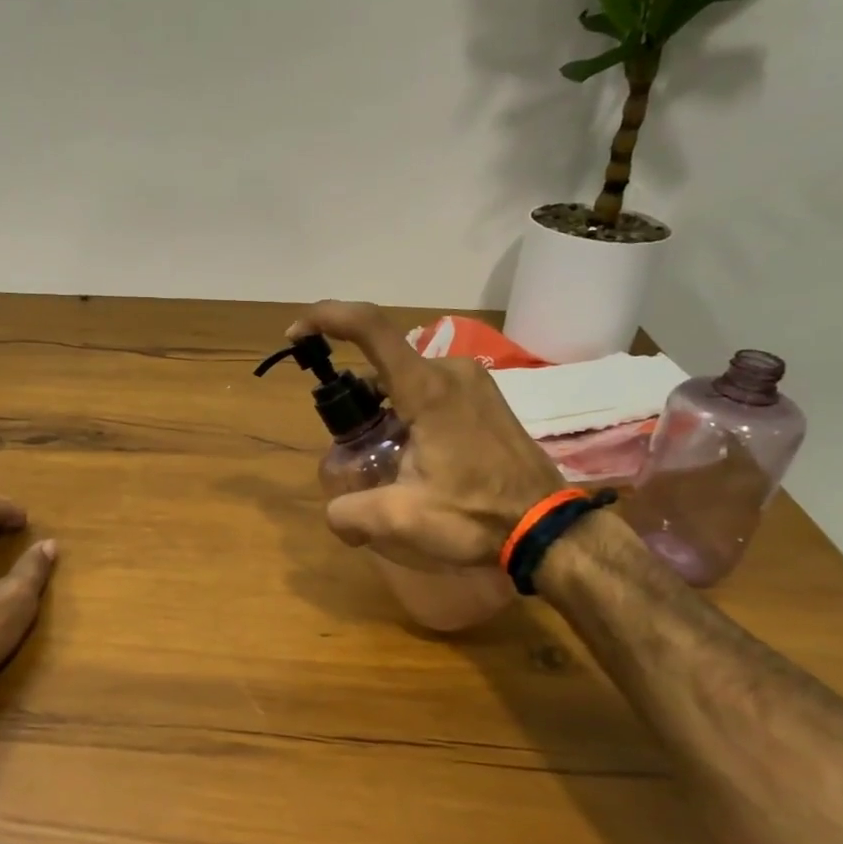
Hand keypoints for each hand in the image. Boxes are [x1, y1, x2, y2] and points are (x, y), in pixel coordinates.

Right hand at [288, 301, 565, 565]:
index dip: (326, 317)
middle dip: (355, 397)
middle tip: (351, 443)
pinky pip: (431, 388)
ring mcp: (473, 380)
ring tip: (386, 457)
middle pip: (383, 362)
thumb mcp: (401, 519)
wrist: (546, 526)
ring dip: (383, 408)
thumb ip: (350, 512)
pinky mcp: (485, 396)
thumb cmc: (476, 516)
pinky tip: (415, 453)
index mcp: (427, 389)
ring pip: (407, 378)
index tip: (296, 334)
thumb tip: (334, 513)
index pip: (370, 327)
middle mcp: (450, 370)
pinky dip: (408, 410)